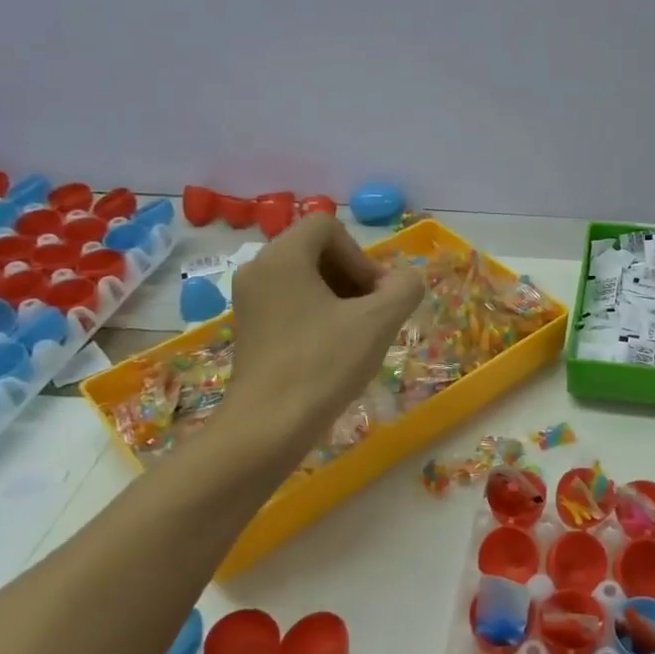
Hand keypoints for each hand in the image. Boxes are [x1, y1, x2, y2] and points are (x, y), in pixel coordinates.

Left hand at [220, 213, 425, 454]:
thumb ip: (405, 287)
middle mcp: (258, 269)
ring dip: (340, 298)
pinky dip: (318, 315)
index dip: (361, 255)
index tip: (374, 296)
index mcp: (282, 256)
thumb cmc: (323, 364)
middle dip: (353, 276)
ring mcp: (249, 301)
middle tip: (373, 314)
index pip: (329, 227)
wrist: (268, 426)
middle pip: (317, 251)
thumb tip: (404, 282)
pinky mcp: (250, 329)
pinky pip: (291, 303)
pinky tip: (334, 350)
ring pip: (306, 279)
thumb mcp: (379, 321)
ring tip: (358, 335)